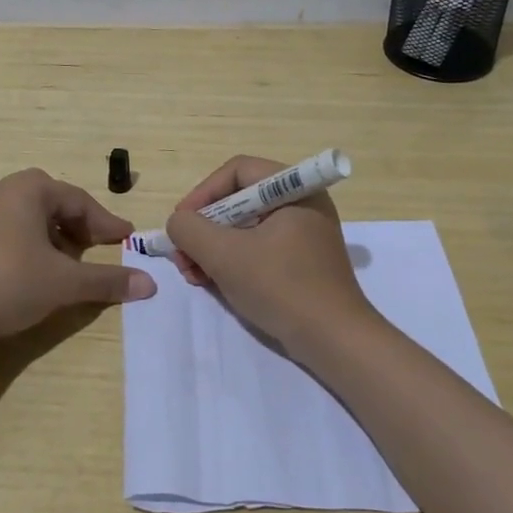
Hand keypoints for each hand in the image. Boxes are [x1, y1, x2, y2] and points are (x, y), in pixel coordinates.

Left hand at [0, 168, 156, 343]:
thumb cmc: (10, 284)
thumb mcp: (66, 283)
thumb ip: (108, 280)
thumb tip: (149, 284)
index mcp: (29, 189)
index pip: (78, 201)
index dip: (105, 222)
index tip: (125, 240)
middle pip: (48, 203)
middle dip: (73, 224)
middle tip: (90, 248)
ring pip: (18, 216)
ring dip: (41, 234)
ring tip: (55, 260)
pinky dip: (3, 240)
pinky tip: (3, 255)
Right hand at [165, 155, 373, 352]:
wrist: (334, 341)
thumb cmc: (281, 286)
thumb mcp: (225, 255)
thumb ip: (190, 230)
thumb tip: (178, 223)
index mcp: (294, 189)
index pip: (237, 171)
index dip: (202, 193)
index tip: (181, 224)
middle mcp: (302, 203)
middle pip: (238, 200)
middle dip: (204, 228)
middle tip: (182, 256)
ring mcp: (304, 234)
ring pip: (245, 228)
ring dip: (213, 248)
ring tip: (192, 274)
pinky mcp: (302, 262)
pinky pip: (259, 249)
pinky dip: (233, 261)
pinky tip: (212, 283)